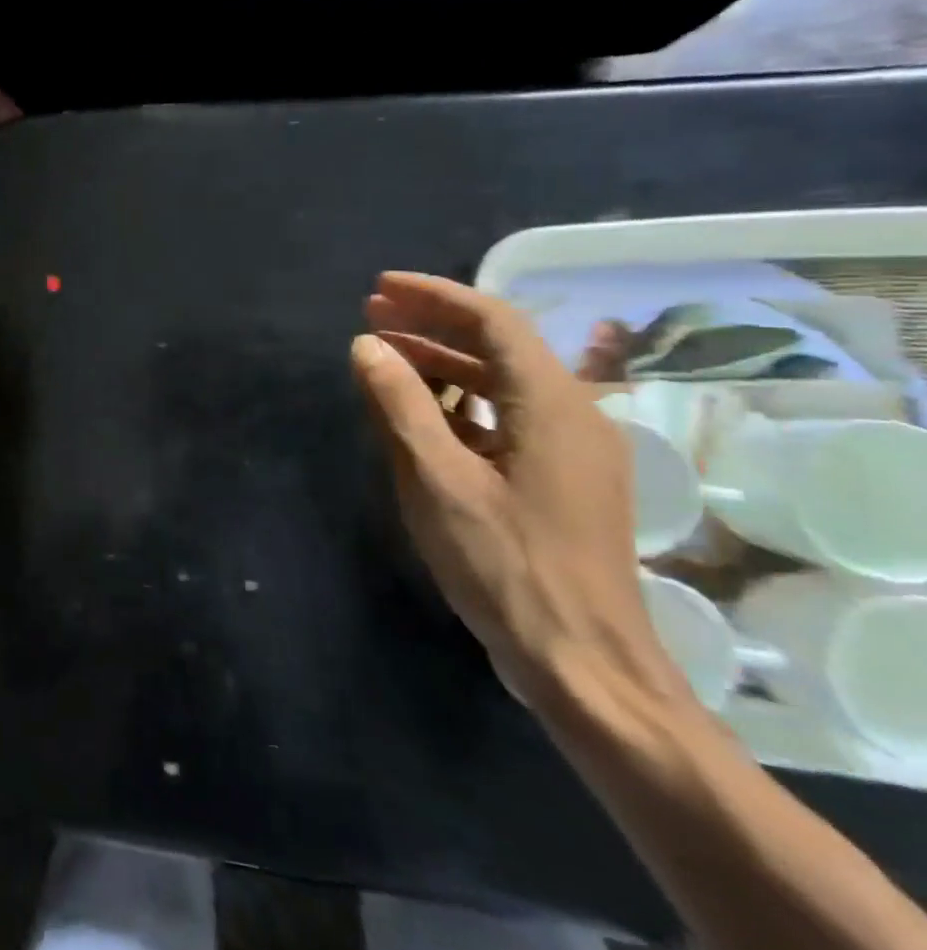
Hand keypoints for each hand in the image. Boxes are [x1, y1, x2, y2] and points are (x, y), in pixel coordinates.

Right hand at [350, 272, 684, 707]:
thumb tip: (366, 346)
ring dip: (443, 363)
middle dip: (432, 325)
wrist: (583, 661)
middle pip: (499, 346)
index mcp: (554, 405)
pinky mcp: (562, 481)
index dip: (434, 295)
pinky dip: (460, 403)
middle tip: (370, 316)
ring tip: (383, 357)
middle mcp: (574, 415)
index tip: (379, 288)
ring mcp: (572, 451)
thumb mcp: (438, 480)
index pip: (494, 320)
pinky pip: (507, 418)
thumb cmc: (507, 565)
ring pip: (502, 384)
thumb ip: (400, 405)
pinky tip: (419, 414)